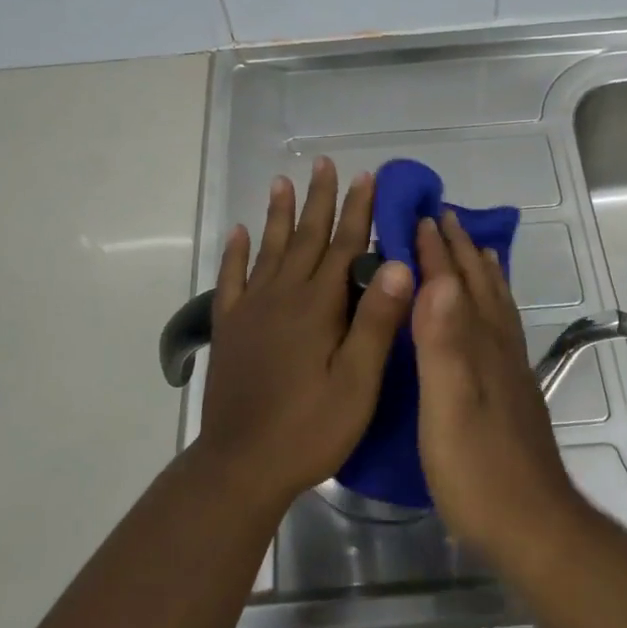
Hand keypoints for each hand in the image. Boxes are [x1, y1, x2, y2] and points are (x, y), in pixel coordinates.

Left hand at [198, 157, 412, 511]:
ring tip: (282, 180)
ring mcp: (251, 311)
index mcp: (318, 307)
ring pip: (268, 249)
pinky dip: (235, 253)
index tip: (366, 176)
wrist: (241, 464)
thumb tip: (397, 264)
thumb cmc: (310, 428)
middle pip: (305, 237)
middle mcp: (282, 296)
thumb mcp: (357, 382)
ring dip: (277, 214)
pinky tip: (238, 233)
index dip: (357, 210)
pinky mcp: (229, 328)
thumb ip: (376, 322)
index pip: (343, 246)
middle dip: (319, 200)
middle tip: (325, 163)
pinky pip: (231, 280)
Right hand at [411, 212, 583, 556]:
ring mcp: (509, 371)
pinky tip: (491, 316)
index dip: (435, 251)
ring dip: (481, 272)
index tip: (418, 216)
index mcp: (477, 346)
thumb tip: (438, 279)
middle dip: (458, 250)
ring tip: (473, 248)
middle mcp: (497, 348)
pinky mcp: (512, 393)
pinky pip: (503, 330)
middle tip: (441, 216)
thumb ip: (443, 344)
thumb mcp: (449, 406)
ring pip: (496, 305)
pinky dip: (496, 307)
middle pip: (478, 287)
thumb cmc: (477, 469)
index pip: (452, 286)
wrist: (532, 525)